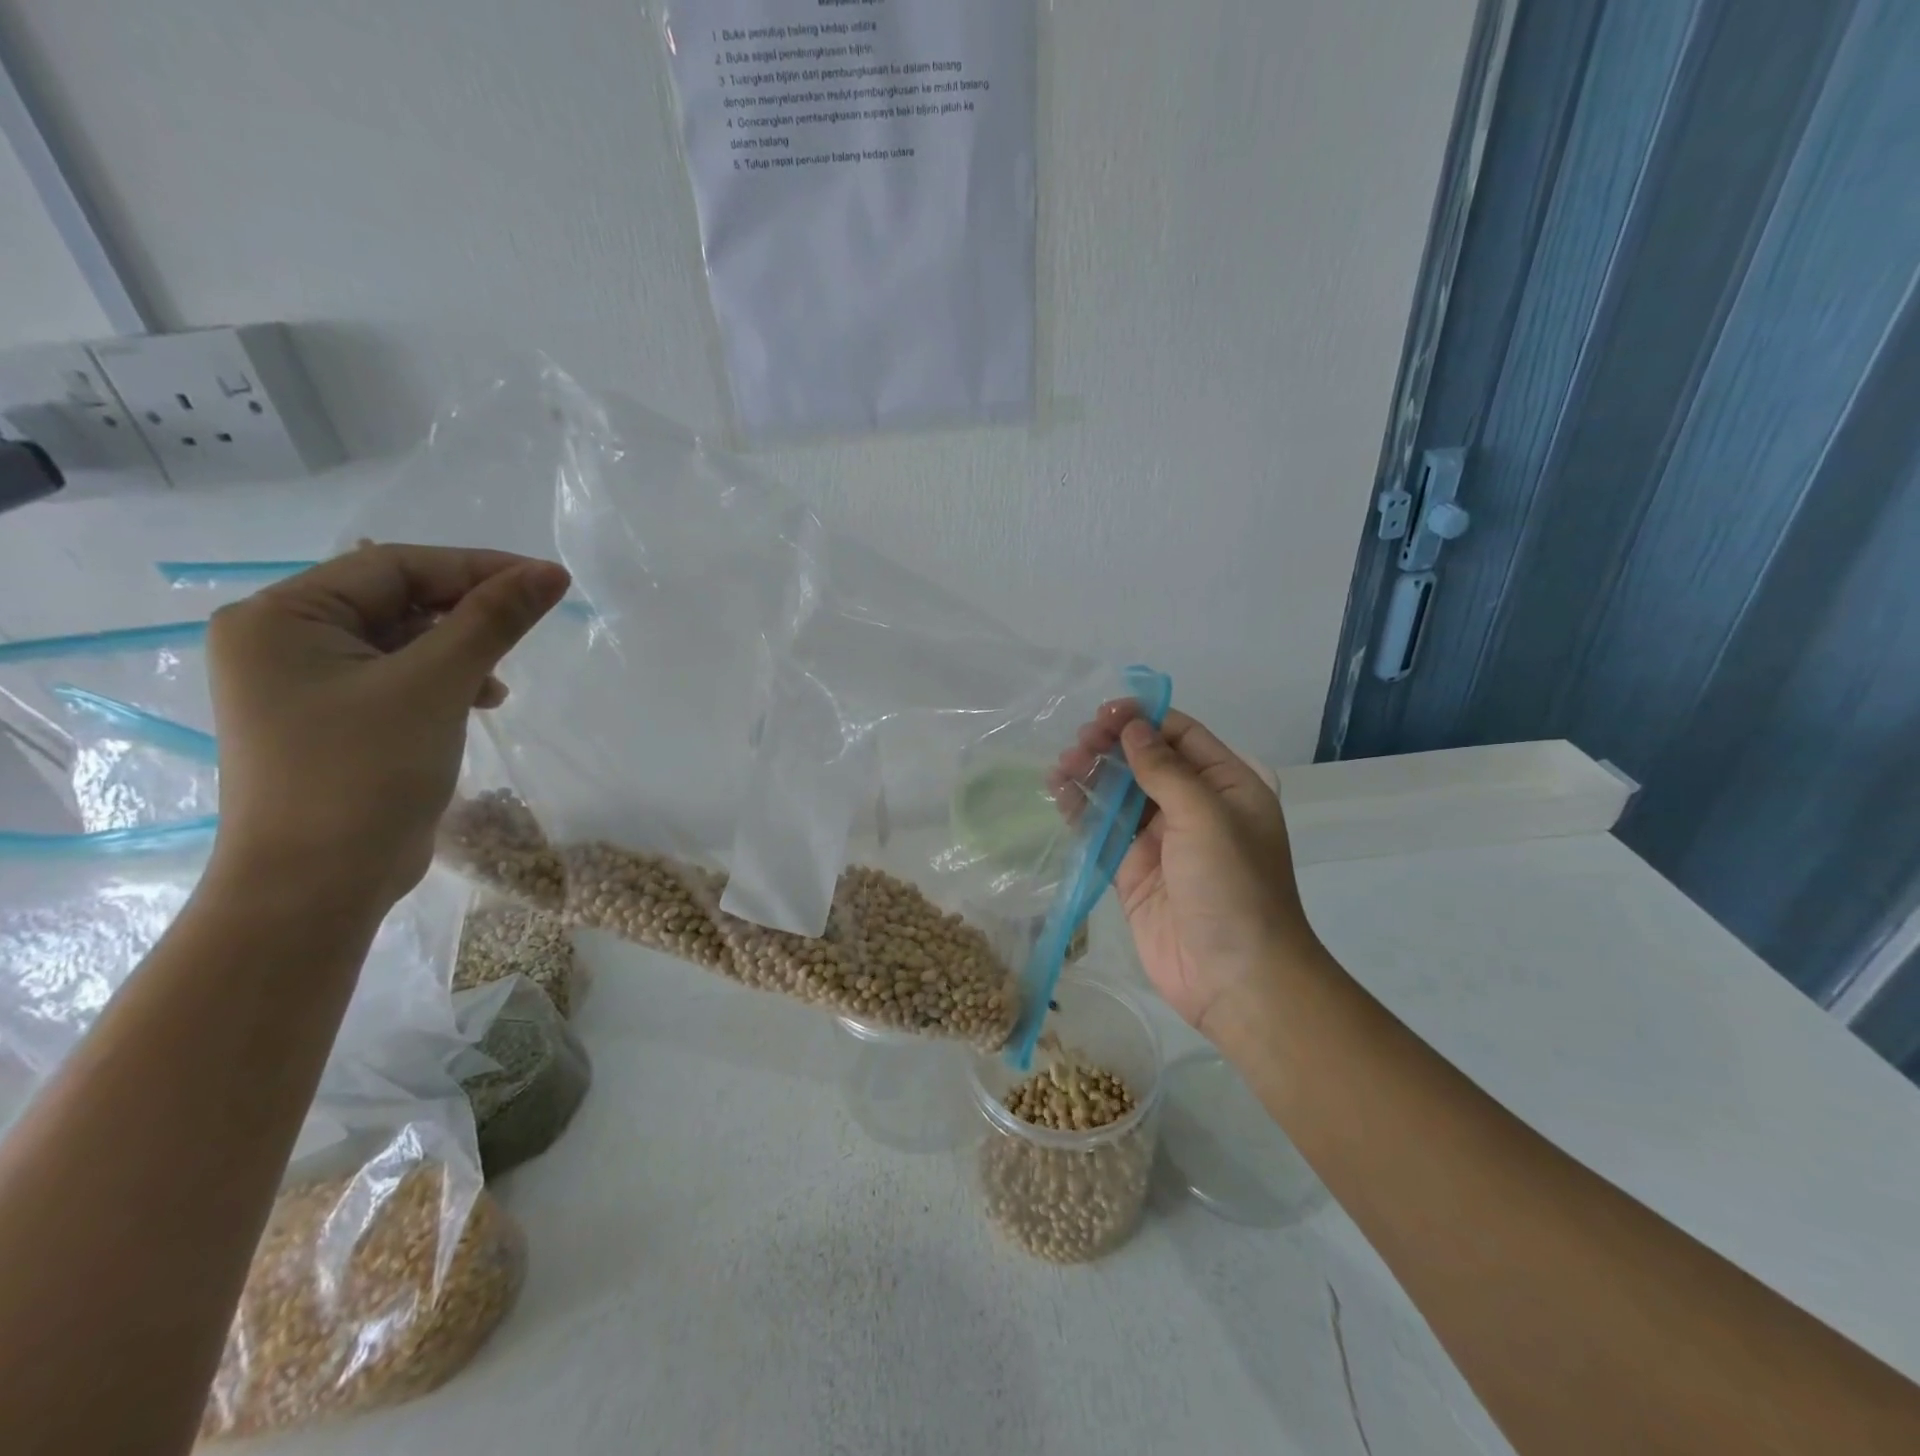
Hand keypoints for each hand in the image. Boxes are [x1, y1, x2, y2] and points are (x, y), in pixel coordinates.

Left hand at [205, 544, 569, 910]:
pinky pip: (399, 677)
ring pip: (404, 640)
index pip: (393, 566)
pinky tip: (480, 701)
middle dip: (468, 612)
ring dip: (462, 649)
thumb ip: (492, 621)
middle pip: (397, 600)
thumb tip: (550, 573)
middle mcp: (284, 641)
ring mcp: (306, 684)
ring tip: (501, 682)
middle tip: (531, 623)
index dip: (476, 567)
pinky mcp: (334, 719)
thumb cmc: (364, 773)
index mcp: (282, 617)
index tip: (547, 580)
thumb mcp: (436, 685)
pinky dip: (445, 681)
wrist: (318, 886)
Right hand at [1061, 708, 1316, 1034]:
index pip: (1182, 736)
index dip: (1142, 720)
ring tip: (1062, 766)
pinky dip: (1082, 812)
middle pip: (1146, 762)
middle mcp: (1195, 807)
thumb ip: (1165, 769)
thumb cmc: (1232, 886)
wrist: (1235, 978)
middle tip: (1077, 744)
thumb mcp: (1206, 816)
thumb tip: (1133, 727)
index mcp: (1228, 785)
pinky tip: (1059, 794)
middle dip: (1111, 747)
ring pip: (1121, 795)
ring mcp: (1162, 841)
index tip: (1102, 714)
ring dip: (1092, 776)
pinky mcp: (1133, 872)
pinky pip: (1104, 832)